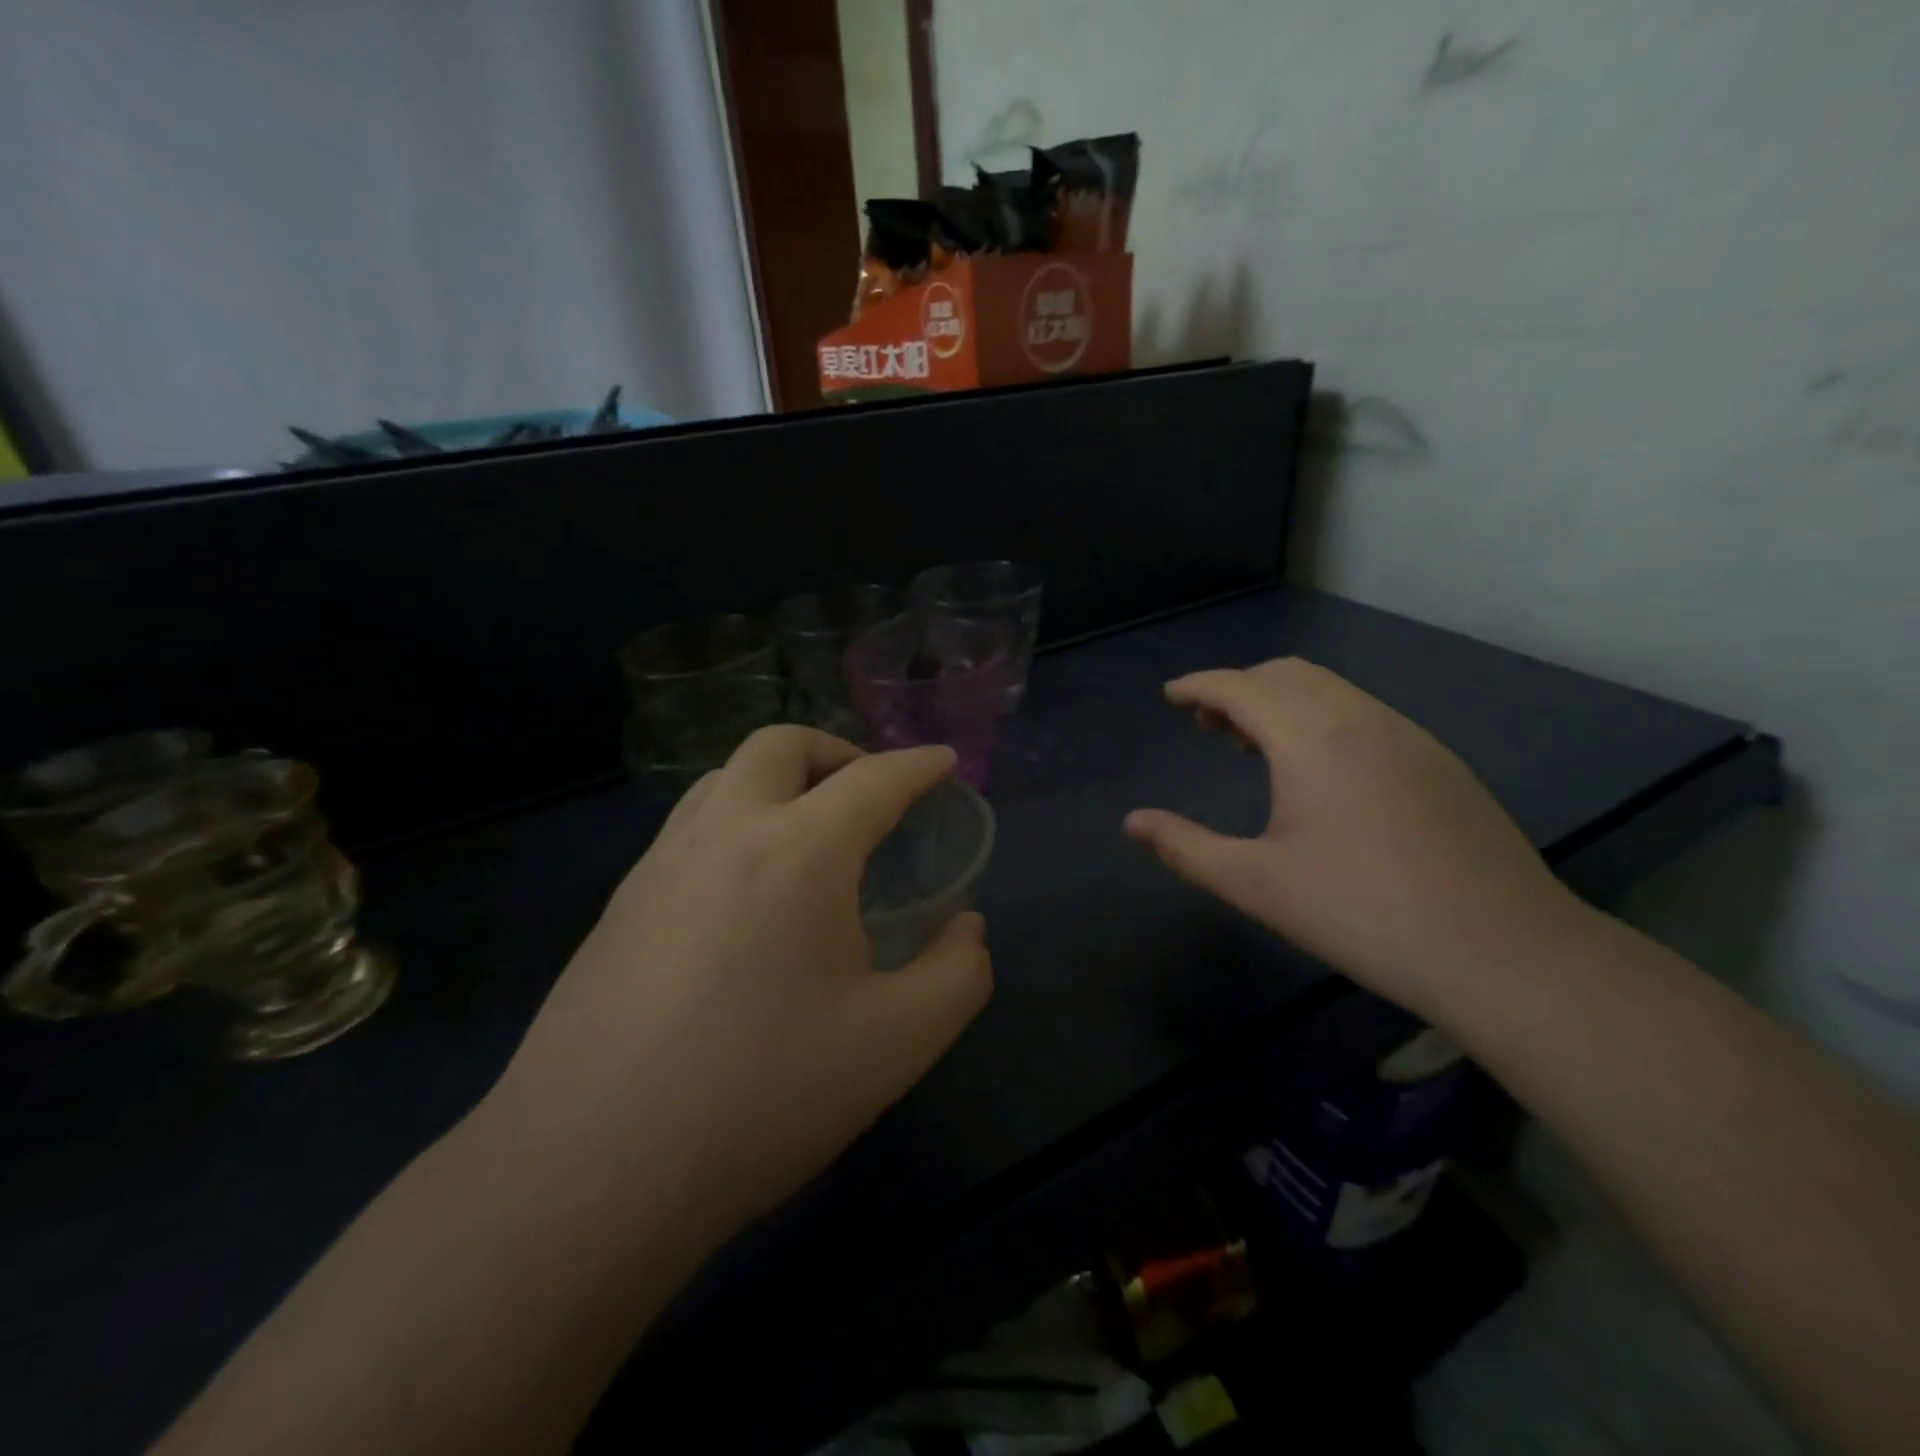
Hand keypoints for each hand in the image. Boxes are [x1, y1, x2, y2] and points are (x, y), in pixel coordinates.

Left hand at [491, 728, 992, 1236]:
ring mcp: (659, 864)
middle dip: (838, 751)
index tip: (943, 761)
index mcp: (798, 852)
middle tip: (871, 794)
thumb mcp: (896, 1045)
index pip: (873, 780)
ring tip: (810, 834)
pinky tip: (747, 892)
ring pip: (724, 778)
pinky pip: (689, 827)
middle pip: (781, 745)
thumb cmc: (760, 1097)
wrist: (587, 1171)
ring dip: (778, 781)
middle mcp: (724, 833)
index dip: (918, 766)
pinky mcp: (619, 904)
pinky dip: (735, 822)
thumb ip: (957, 975)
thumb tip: (966, 929)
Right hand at [1124, 658, 1588, 1020]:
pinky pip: (1363, 714)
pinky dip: (1322, 719)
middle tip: (1208, 725)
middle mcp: (1360, 718)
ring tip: (1254, 746)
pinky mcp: (1439, 761)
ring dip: (1283, 702)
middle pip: (1286, 674)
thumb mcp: (1255, 884)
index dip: (1198, 686)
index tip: (1171, 696)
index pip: (1240, 687)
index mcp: (1310, 737)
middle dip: (1239, 688)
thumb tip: (1132, 823)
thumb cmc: (1360, 912)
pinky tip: (1320, 772)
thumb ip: (1184, 846)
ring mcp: (1408, 736)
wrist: (1502, 951)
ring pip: (1330, 691)